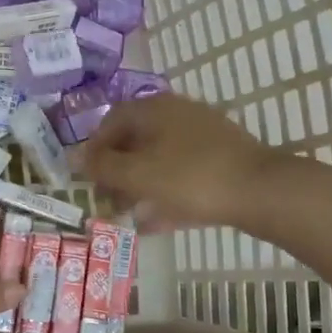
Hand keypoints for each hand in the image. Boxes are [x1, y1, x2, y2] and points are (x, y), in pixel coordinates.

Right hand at [77, 94, 278, 230]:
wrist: (261, 191)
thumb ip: (101, 167)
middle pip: (135, 141)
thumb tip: (70, 157)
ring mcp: (202, 137)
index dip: (94, 150)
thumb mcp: (137, 174)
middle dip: (116, 173)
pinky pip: (181, 175)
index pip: (111, 121)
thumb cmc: (190, 177)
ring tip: (126, 216)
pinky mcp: (220, 160)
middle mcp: (176, 115)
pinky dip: (164, 195)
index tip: (86, 179)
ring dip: (138, 187)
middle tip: (106, 201)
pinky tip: (154, 223)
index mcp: (154, 109)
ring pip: (158, 160)